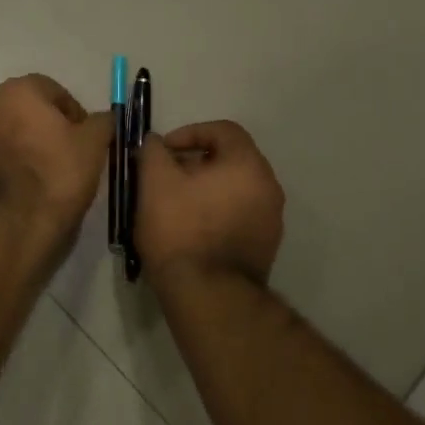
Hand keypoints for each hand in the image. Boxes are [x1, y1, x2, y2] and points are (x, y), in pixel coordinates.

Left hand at [0, 74, 110, 242]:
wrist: (10, 227)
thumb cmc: (56, 174)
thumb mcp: (94, 144)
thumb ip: (103, 122)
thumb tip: (104, 118)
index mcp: (18, 91)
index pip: (55, 92)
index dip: (76, 115)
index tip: (88, 140)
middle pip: (29, 112)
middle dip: (50, 129)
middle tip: (71, 157)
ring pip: (11, 135)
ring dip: (29, 147)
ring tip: (51, 176)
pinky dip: (12, 167)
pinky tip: (29, 190)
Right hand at [135, 120, 284, 284]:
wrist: (209, 295)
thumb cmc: (181, 230)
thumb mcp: (154, 182)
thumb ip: (153, 151)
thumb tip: (155, 143)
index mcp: (248, 164)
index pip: (223, 130)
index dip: (189, 133)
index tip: (163, 151)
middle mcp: (268, 186)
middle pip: (231, 160)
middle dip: (196, 163)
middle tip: (166, 178)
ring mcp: (271, 219)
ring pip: (235, 190)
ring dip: (206, 190)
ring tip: (175, 206)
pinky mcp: (265, 247)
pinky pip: (239, 217)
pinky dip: (217, 214)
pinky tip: (192, 232)